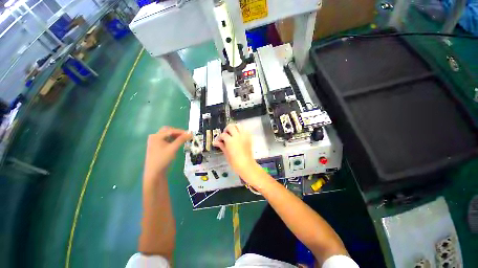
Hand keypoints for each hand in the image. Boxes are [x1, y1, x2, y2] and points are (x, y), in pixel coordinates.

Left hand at [144, 126, 191, 182]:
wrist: (154, 173)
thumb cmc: (163, 159)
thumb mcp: (173, 149)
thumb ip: (181, 140)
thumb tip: (190, 133)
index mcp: (156, 136)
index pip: (171, 130)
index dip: (181, 131)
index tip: (190, 134)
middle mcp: (154, 137)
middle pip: (168, 131)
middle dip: (178, 132)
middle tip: (186, 136)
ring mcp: (155, 142)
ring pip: (167, 135)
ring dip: (176, 136)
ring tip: (184, 139)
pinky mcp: (157, 146)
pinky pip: (166, 140)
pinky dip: (173, 140)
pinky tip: (178, 143)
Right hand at [213, 124, 258, 179]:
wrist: (246, 165)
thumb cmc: (234, 162)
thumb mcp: (226, 154)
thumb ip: (222, 145)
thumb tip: (216, 142)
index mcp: (230, 140)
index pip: (223, 135)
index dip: (219, 137)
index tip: (219, 141)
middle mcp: (237, 136)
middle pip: (231, 126)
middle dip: (226, 129)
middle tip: (226, 135)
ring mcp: (244, 136)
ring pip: (238, 125)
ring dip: (234, 128)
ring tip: (232, 133)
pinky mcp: (249, 137)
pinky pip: (245, 130)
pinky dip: (241, 131)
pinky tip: (239, 136)